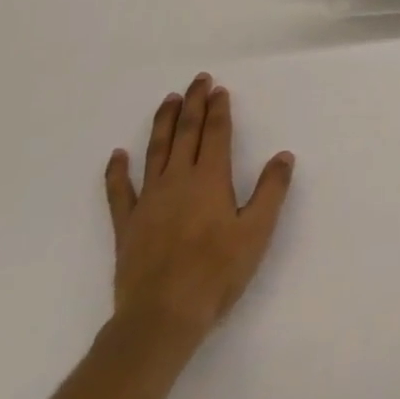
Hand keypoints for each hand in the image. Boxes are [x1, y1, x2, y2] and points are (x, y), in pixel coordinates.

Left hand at [104, 73, 294, 348]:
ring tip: (168, 100)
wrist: (161, 318)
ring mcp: (149, 201)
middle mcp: (178, 180)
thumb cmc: (216, 273)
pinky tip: (117, 156)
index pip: (215, 133)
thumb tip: (283, 156)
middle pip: (186, 132)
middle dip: (193, 103)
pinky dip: (117, 172)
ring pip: (155, 151)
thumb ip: (271, 191)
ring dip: (163, 123)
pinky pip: (119, 192)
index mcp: (210, 179)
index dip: (218, 109)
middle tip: (198, 80)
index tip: (219, 89)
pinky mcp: (127, 225)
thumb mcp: (257, 232)